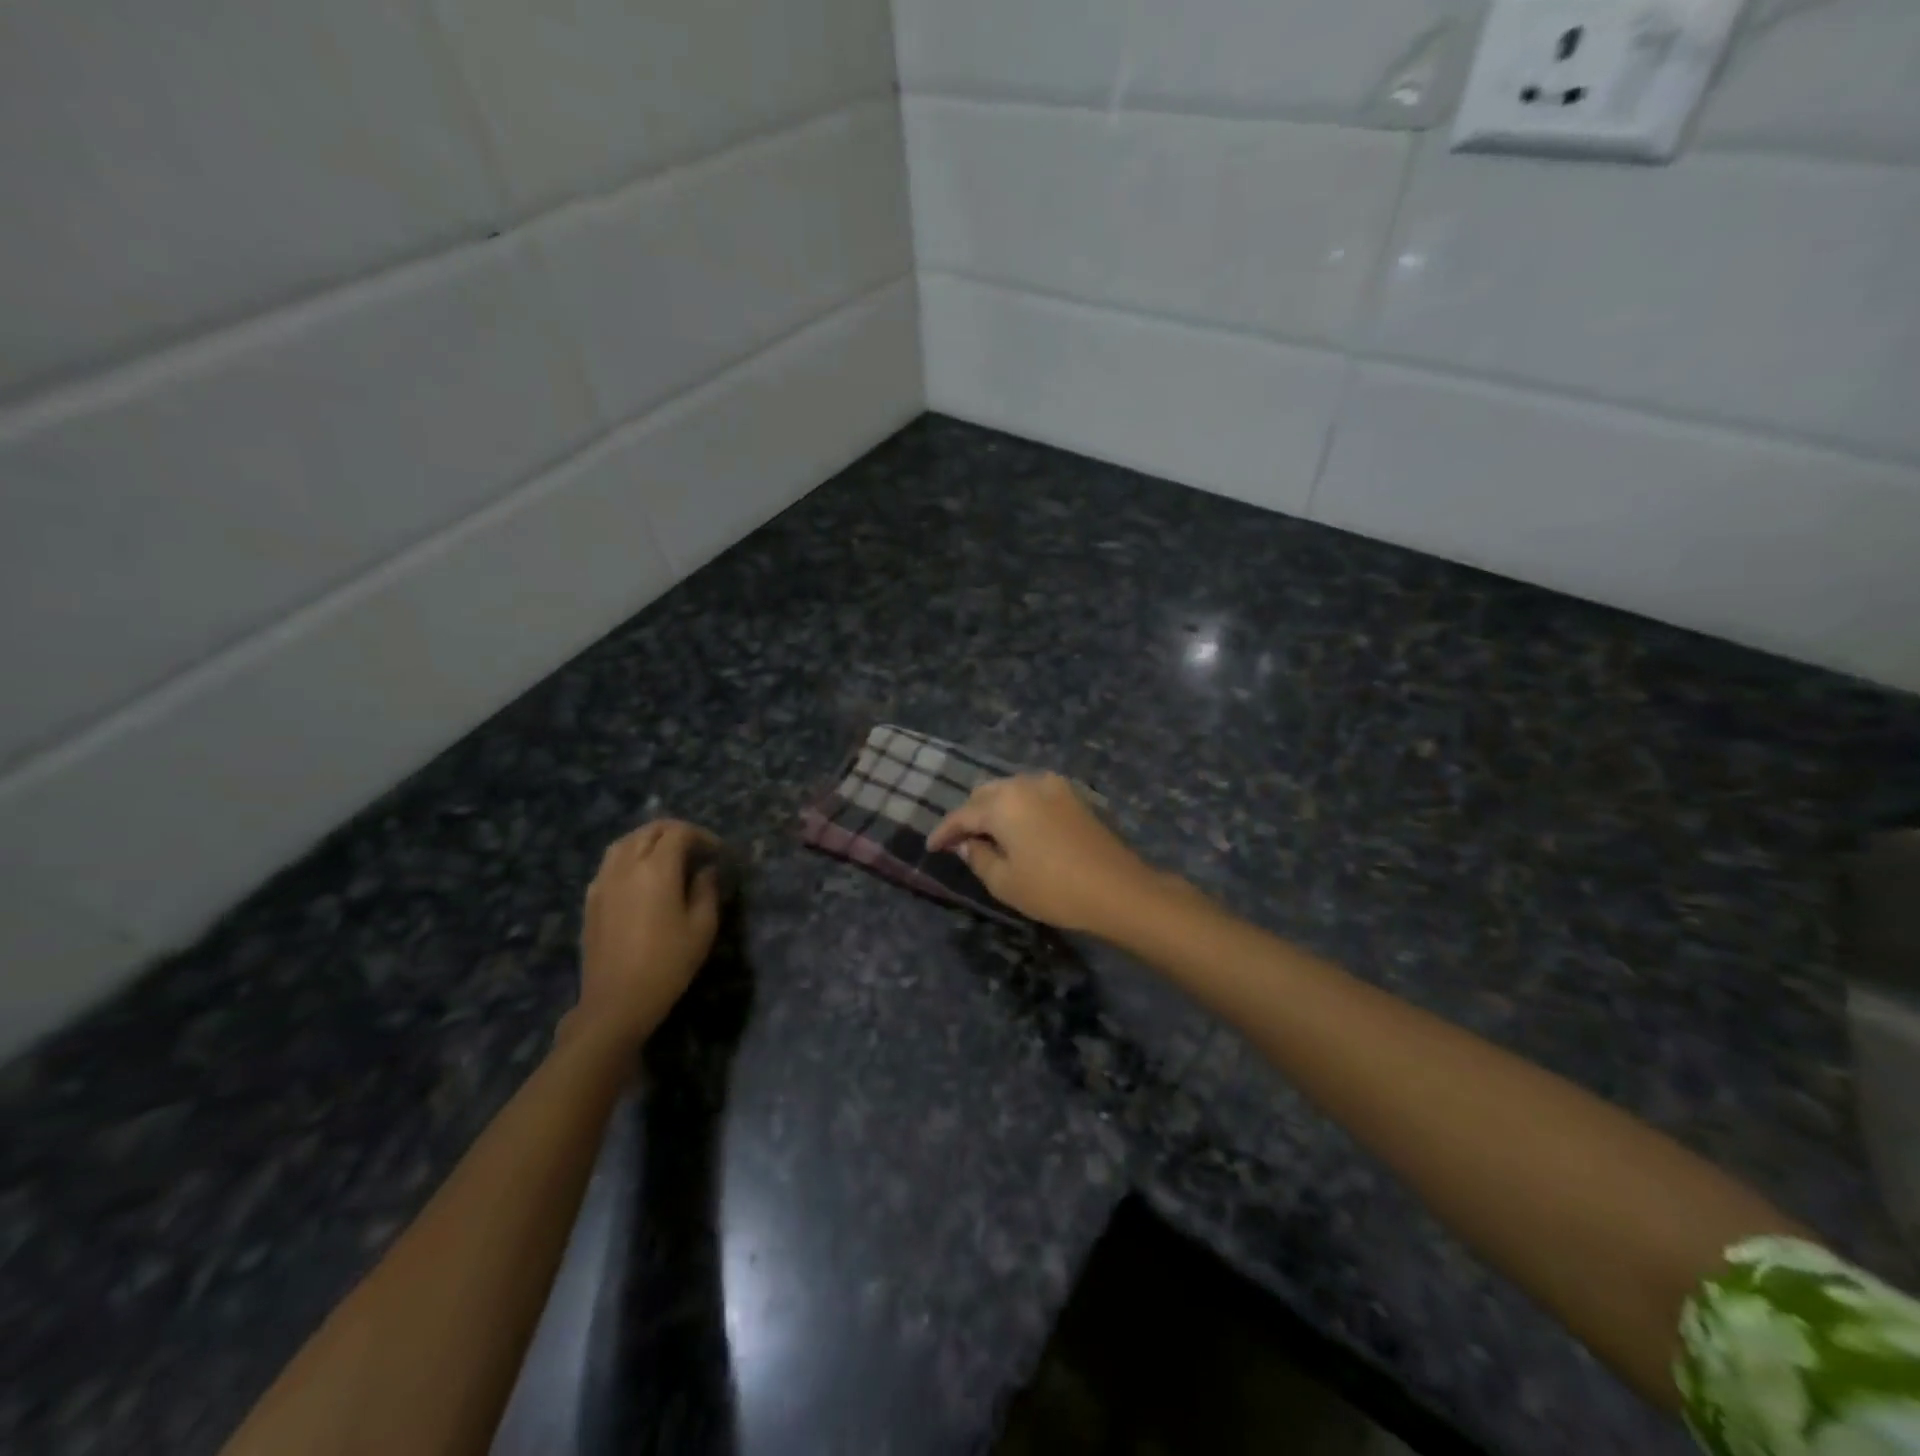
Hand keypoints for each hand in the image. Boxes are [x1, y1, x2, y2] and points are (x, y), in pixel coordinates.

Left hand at [569, 820, 721, 1050]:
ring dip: (650, 840)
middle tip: (697, 849)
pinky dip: (630, 856)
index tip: (717, 852)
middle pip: (650, 830)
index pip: (679, 833)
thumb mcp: (702, 927)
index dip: (702, 836)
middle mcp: (626, 866)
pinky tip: (642, 877)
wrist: (617, 1002)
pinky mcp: (591, 898)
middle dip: (676, 832)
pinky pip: (610, 862)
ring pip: (625, 842)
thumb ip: (706, 889)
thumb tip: (705, 870)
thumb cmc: (668, 964)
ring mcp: (603, 881)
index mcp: (657, 869)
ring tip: (669, 856)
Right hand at [927, 774, 1166, 934]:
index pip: (962, 814)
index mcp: (1003, 803)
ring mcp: (1053, 786)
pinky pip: (1033, 795)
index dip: (944, 832)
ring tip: (989, 835)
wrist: (1118, 889)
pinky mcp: (1074, 796)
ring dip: (995, 809)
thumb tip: (968, 843)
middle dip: (970, 815)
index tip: (932, 847)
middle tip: (960, 842)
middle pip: (986, 794)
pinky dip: (1019, 808)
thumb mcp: (1005, 882)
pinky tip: (1019, 829)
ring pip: (1011, 790)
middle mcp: (1026, 784)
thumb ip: (979, 857)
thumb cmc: (1054, 889)